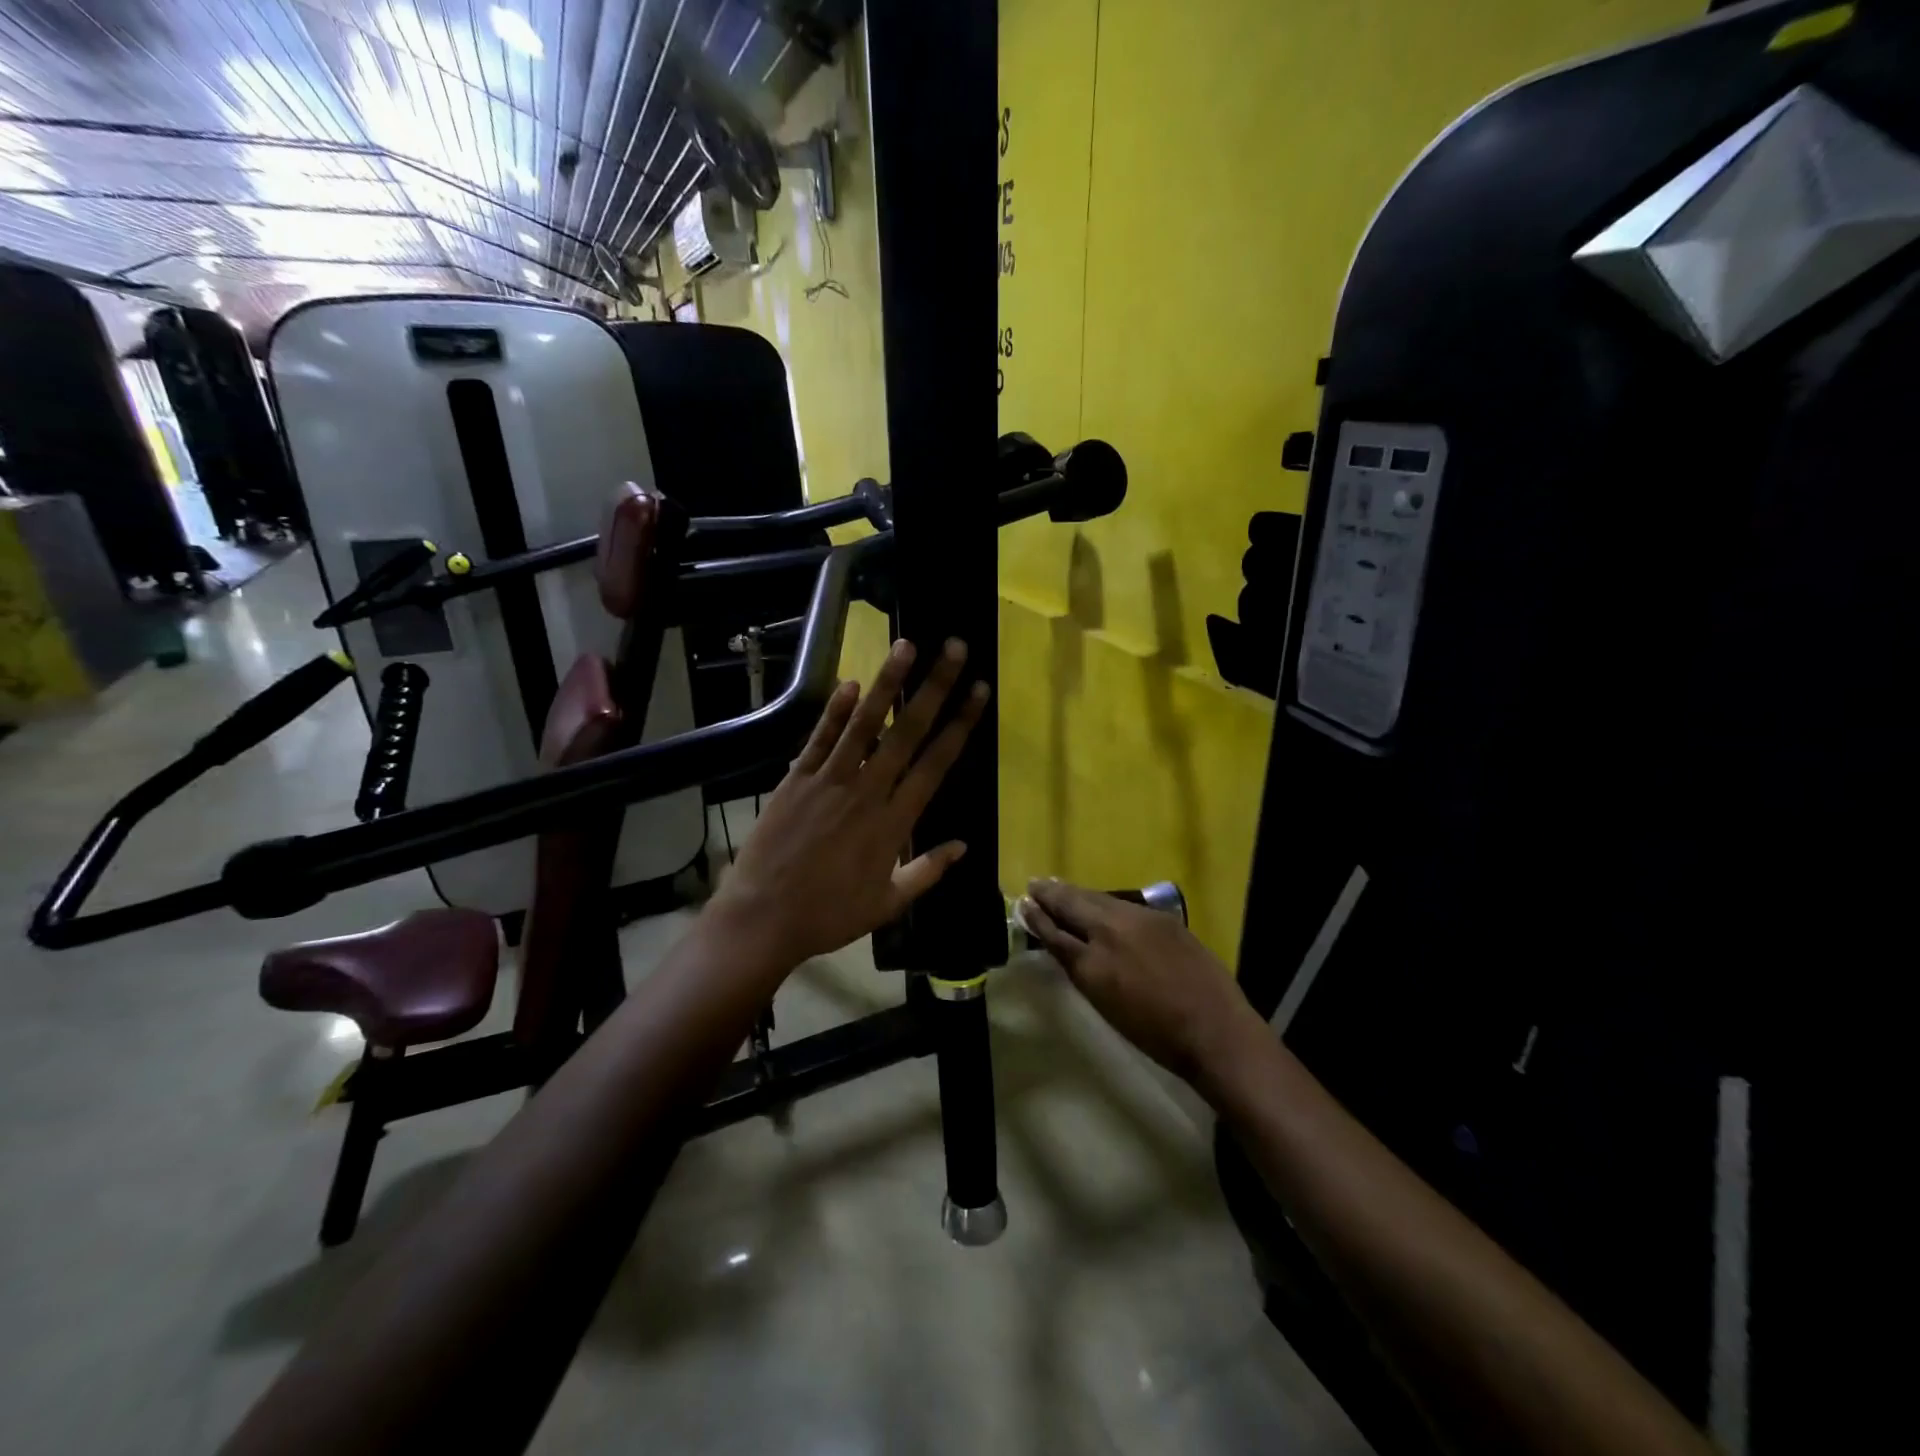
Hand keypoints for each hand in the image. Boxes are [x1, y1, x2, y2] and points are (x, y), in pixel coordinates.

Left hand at [710, 637, 989, 967]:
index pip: (936, 763)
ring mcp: (829, 781)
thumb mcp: (888, 903)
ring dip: (888, 683)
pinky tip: (851, 682)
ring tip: (906, 646)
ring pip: (864, 724)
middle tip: (955, 649)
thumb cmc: (830, 915)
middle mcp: (867, 792)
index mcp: (894, 822)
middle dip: (935, 687)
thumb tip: (963, 846)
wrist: (764, 918)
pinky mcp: (796, 779)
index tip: (978, 692)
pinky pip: (820, 738)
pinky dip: (835, 710)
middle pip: (908, 732)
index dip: (960, 724)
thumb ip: (927, 871)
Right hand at [1020, 878, 1266, 1095]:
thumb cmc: (1155, 1033)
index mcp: (1092, 963)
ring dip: (1077, 894)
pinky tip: (1099, 902)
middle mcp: (1112, 931)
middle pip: (1074, 905)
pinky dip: (1103, 901)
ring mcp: (1140, 920)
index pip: (1056, 932)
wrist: (1214, 1030)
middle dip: (1052, 894)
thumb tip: (1064, 944)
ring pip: (1098, 899)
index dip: (1038, 918)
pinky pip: (1122, 904)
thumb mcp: (1105, 1004)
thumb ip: (1081, 968)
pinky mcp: (1163, 919)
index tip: (1023, 904)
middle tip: (1036, 885)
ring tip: (1059, 887)